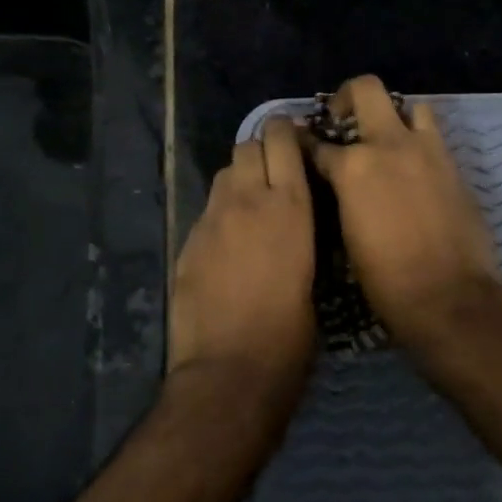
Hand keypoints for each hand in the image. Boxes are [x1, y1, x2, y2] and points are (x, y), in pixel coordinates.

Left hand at [169, 117, 316, 399]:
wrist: (229, 370)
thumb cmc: (290, 334)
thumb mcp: (313, 276)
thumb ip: (302, 235)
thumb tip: (298, 224)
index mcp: (289, 206)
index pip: (281, 139)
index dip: (287, 131)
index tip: (298, 139)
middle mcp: (246, 201)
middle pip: (246, 146)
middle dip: (262, 150)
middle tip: (276, 172)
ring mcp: (210, 220)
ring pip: (223, 175)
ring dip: (239, 179)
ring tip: (252, 205)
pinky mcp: (187, 243)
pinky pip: (206, 211)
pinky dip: (221, 214)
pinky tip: (229, 244)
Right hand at [302, 74, 501, 349]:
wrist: (449, 296)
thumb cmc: (385, 280)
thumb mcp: (346, 237)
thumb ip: (340, 198)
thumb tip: (337, 185)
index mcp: (352, 168)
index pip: (317, 143)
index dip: (305, 144)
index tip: (300, 144)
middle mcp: (388, 145)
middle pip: (365, 90)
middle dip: (347, 98)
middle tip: (342, 120)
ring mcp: (427, 150)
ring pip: (409, 105)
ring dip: (393, 115)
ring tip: (385, 139)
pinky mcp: (454, 164)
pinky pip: (433, 135)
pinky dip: (418, 140)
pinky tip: (411, 166)